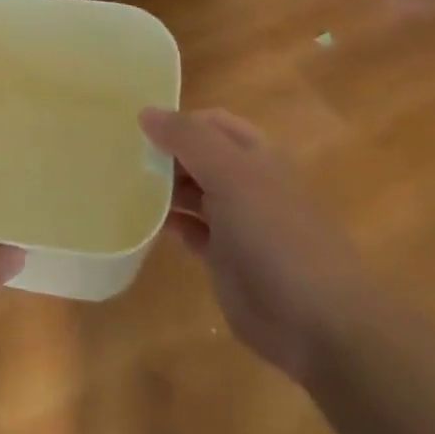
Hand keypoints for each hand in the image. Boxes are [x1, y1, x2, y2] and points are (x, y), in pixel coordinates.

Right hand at [138, 107, 371, 381]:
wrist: (317, 322)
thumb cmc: (276, 235)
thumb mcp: (232, 175)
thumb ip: (188, 139)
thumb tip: (145, 111)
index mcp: (256, 154)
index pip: (209, 122)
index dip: (175, 120)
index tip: (132, 127)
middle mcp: (246, 182)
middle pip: (197, 156)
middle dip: (162, 153)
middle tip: (117, 157)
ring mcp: (236, 221)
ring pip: (190, 192)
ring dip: (160, 188)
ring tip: (119, 185)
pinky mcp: (223, 257)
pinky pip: (189, 230)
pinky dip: (167, 223)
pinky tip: (139, 222)